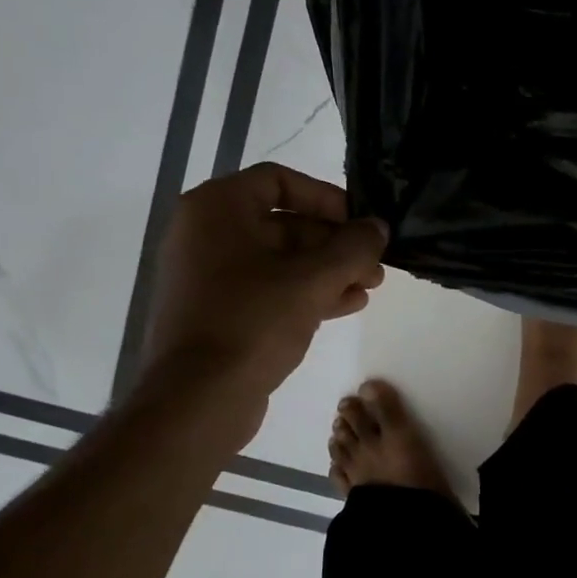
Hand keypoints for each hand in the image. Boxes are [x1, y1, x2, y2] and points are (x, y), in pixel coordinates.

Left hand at [140, 163, 386, 451]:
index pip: (279, 180)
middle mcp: (207, 234)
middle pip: (284, 223)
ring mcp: (209, 275)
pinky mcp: (218, 311)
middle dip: (335, 243)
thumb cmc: (253, 322)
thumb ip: (353, 247)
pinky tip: (346, 305)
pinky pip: (268, 289)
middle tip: (375, 263)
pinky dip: (306, 292)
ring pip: (281, 260)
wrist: (199, 397)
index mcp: (217, 209)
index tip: (360, 223)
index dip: (326, 198)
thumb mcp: (313, 279)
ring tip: (370, 286)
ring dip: (328, 270)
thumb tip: (377, 227)